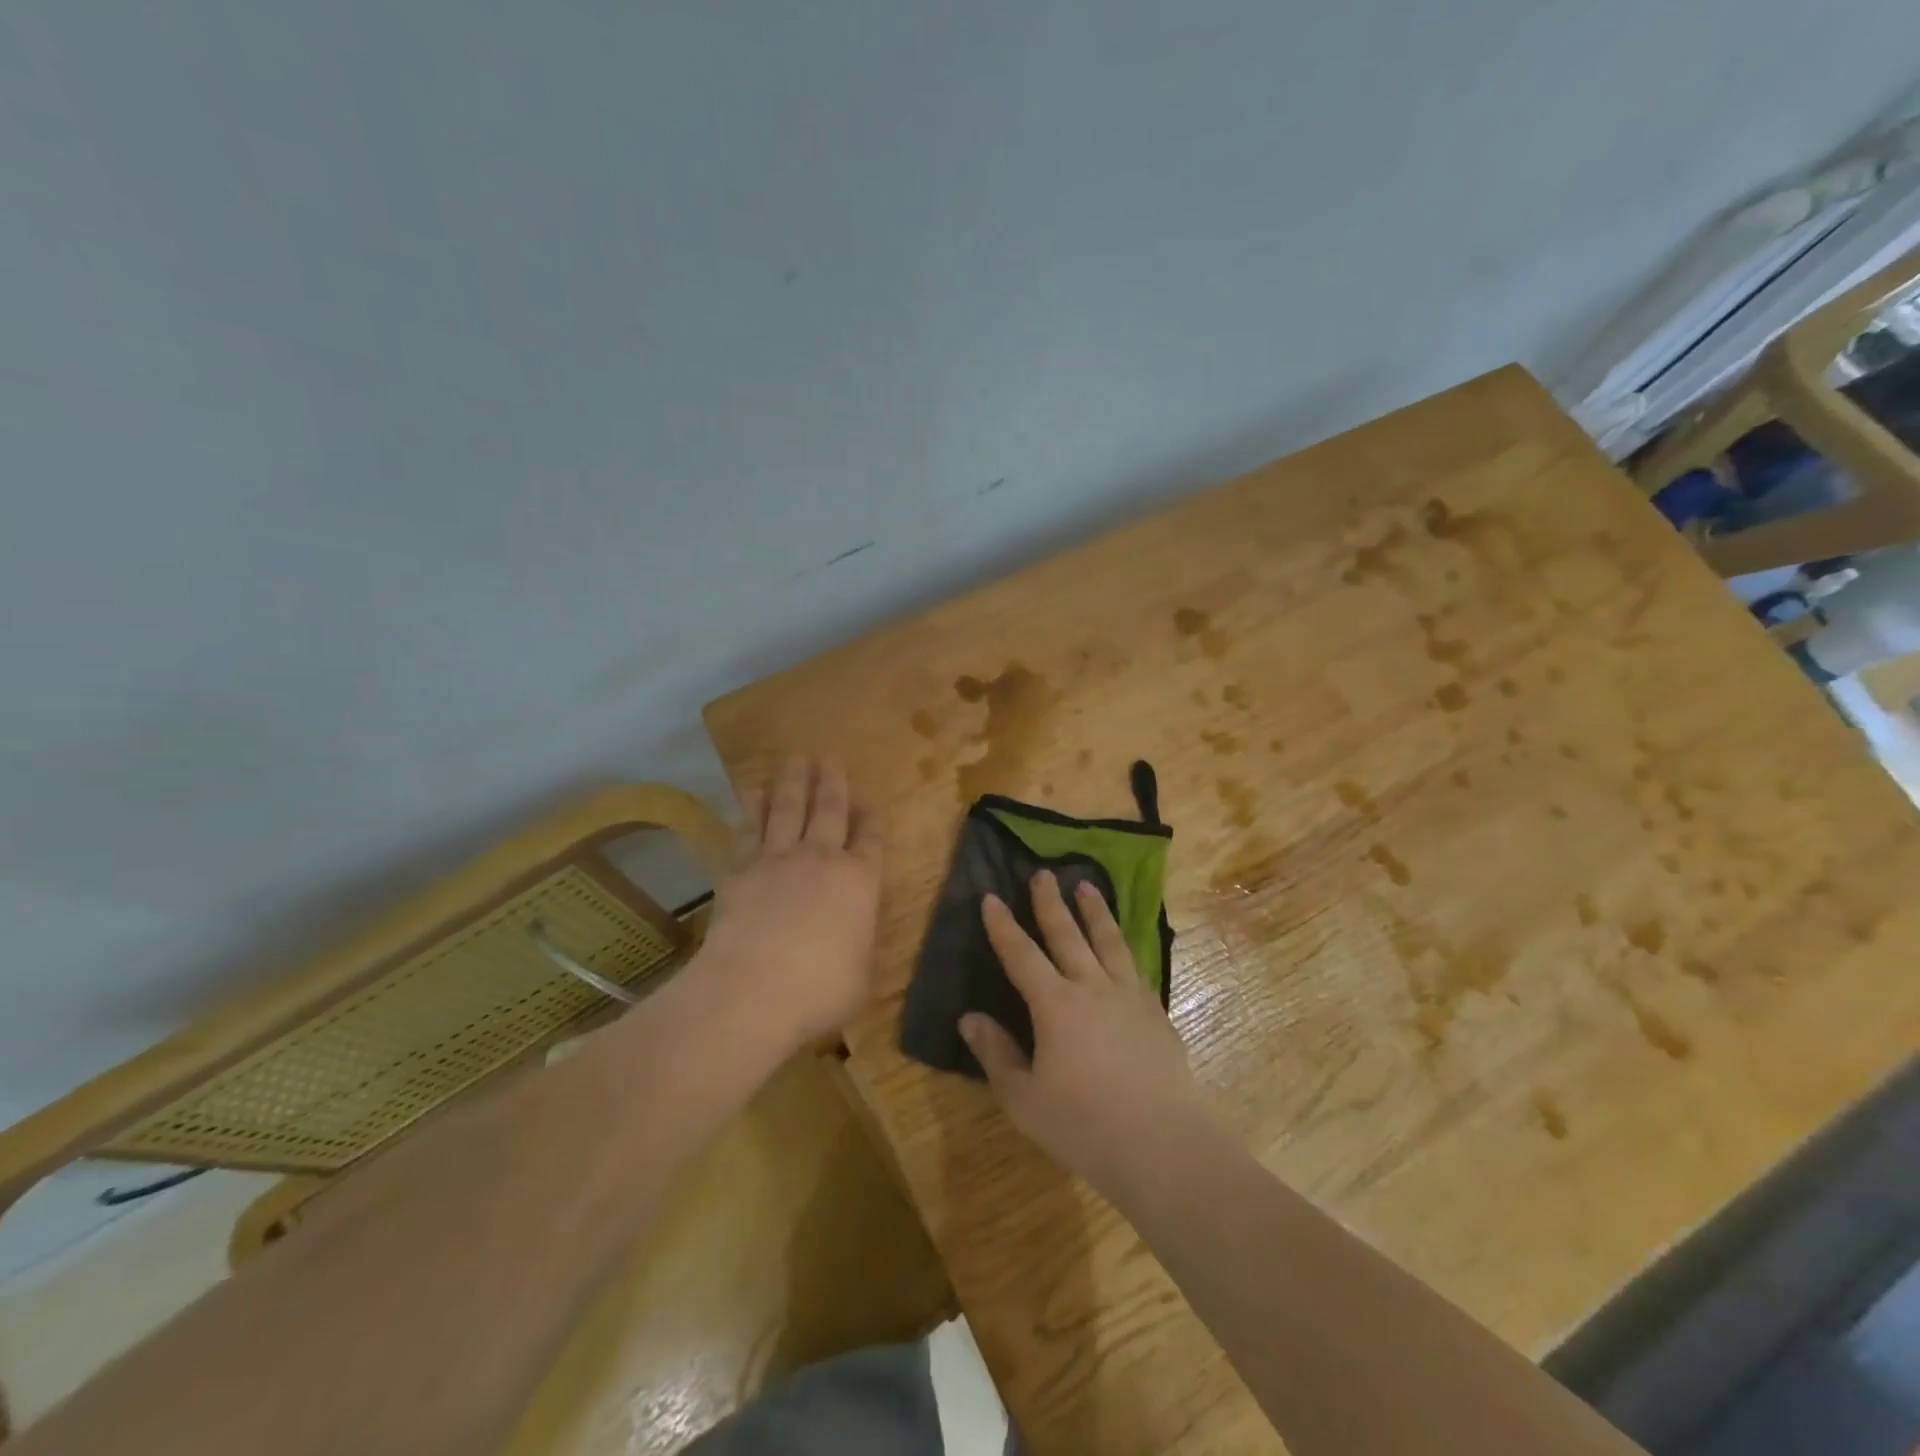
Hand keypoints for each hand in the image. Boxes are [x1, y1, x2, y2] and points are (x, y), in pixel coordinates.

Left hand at [699, 757, 884, 1050]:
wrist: (752, 990)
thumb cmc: (820, 990)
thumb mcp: (862, 977)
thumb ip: (861, 948)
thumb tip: (857, 941)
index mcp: (860, 882)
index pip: (871, 839)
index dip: (871, 818)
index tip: (868, 800)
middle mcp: (822, 859)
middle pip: (830, 810)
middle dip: (832, 782)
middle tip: (830, 757)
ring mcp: (779, 860)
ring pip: (789, 808)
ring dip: (793, 781)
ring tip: (795, 758)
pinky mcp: (741, 870)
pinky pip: (749, 829)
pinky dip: (752, 807)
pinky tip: (751, 791)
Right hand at [960, 871, 1212, 1197]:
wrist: (1162, 1145)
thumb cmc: (1083, 1125)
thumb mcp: (1024, 1099)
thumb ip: (996, 1054)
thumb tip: (969, 1018)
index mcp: (1055, 1005)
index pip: (1021, 955)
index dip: (1003, 926)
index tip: (990, 897)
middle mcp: (1092, 988)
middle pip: (1067, 935)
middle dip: (1051, 902)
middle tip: (1044, 873)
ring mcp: (1129, 997)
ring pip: (1108, 942)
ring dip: (1095, 911)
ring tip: (1087, 886)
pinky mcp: (1156, 1013)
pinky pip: (1135, 967)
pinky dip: (1124, 948)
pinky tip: (1123, 947)